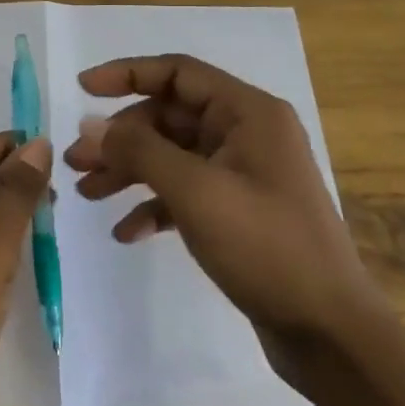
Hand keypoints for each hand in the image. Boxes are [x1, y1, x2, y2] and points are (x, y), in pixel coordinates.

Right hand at [63, 54, 386, 382]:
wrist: (329, 332)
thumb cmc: (265, 246)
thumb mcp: (194, 191)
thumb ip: (138, 150)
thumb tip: (89, 124)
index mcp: (247, 113)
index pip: (177, 72)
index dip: (126, 74)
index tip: (81, 89)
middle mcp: (246, 134)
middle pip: (168, 117)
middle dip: (119, 138)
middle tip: (75, 162)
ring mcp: (242, 174)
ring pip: (171, 156)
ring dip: (128, 170)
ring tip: (85, 193)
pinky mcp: (237, 211)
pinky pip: (184, 192)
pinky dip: (152, 205)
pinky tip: (126, 231)